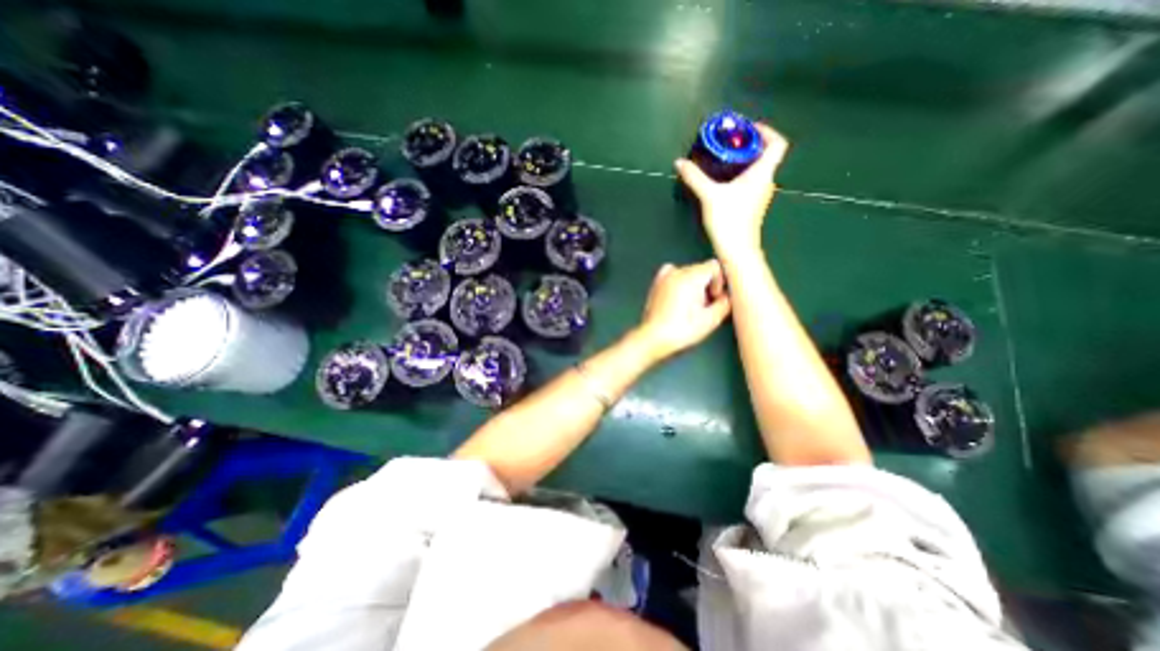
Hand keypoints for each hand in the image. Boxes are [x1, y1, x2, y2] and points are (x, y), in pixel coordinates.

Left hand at [631, 260, 726, 361]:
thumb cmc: (681, 331)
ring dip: (694, 285)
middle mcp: (676, 272)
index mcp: (690, 277)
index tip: (714, 299)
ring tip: (691, 305)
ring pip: (687, 272)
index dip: (719, 282)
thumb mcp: (710, 320)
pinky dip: (679, 282)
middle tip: (704, 306)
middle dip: (707, 285)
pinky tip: (679, 297)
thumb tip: (727, 297)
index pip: (714, 267)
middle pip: (701, 269)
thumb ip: (724, 304)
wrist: (653, 338)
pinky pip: (672, 274)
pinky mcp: (656, 284)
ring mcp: (664, 277)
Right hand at [676, 122, 793, 259]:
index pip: (777, 144)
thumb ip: (695, 177)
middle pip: (766, 156)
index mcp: (762, 173)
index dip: (767, 132)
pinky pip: (751, 184)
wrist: (737, 249)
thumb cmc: (729, 219)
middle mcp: (766, 182)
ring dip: (744, 162)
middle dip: (749, 146)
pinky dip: (741, 177)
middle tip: (729, 143)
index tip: (749, 129)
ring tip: (724, 160)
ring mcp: (761, 196)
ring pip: (758, 171)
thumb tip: (679, 162)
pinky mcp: (753, 207)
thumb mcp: (709, 195)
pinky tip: (724, 182)